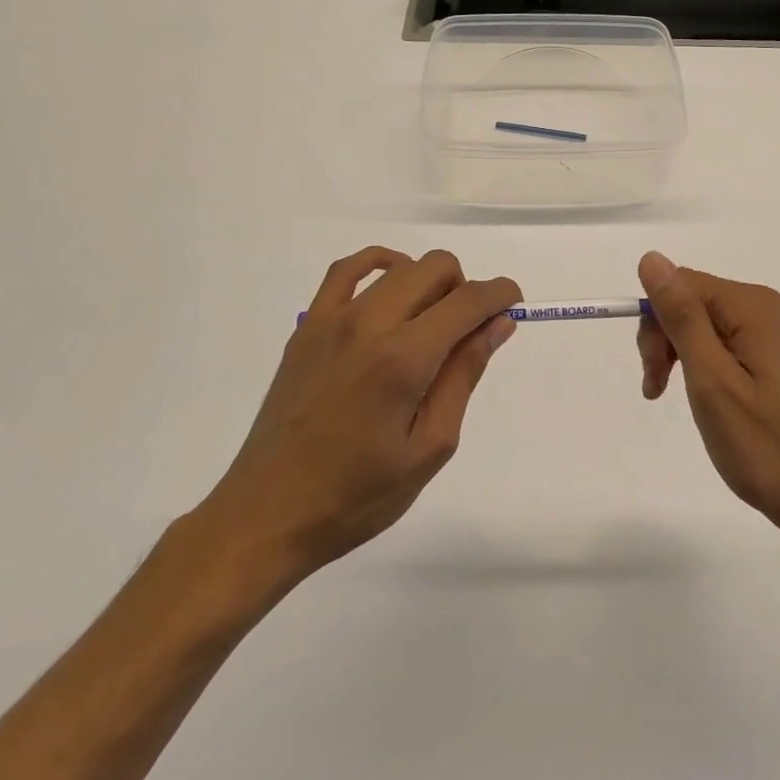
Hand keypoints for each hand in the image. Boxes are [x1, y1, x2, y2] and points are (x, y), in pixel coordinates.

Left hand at [192, 247, 518, 602]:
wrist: (267, 515)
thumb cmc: (357, 495)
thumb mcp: (430, 446)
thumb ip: (465, 375)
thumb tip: (498, 324)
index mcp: (403, 359)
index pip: (467, 301)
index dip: (500, 294)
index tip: (512, 305)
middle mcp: (369, 324)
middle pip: (435, 268)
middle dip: (465, 288)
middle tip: (466, 332)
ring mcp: (332, 320)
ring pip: (398, 265)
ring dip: (428, 281)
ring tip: (429, 322)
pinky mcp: (308, 327)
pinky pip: (346, 270)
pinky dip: (379, 265)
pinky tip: (391, 288)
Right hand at [638, 252, 779, 541]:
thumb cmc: (763, 446)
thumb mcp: (711, 380)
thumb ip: (682, 316)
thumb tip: (651, 258)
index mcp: (756, 307)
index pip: (684, 285)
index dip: (656, 321)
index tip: (652, 372)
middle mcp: (771, 308)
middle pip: (696, 301)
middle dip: (667, 338)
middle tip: (658, 390)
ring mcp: (779, 332)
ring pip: (708, 322)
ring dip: (682, 353)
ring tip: (673, 397)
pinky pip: (729, 340)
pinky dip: (706, 363)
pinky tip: (706, 396)